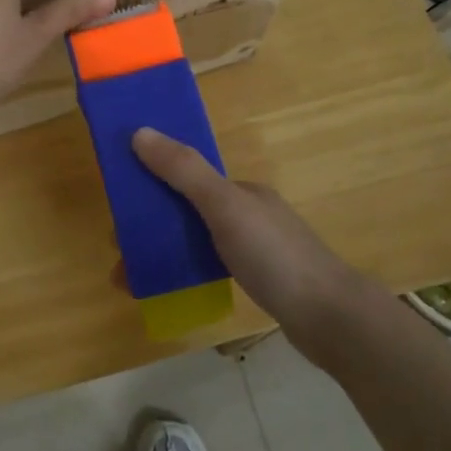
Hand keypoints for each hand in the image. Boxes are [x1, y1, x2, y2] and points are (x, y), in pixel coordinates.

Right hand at [132, 128, 390, 371]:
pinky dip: (182, 274)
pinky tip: (166, 292)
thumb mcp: (225, 207)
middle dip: (150, 226)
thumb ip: (184, 171)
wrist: (330, 318)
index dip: (151, 184)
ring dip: (162, 254)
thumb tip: (140, 132)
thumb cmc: (275, 256)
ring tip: (130, 280)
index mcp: (241, 190)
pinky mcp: (257, 280)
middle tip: (120, 252)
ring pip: (195, 242)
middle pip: (187, 211)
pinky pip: (208, 267)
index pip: (187, 177)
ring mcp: (255, 248)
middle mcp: (247, 213)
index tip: (120, 206)